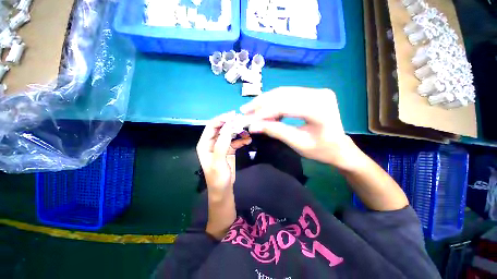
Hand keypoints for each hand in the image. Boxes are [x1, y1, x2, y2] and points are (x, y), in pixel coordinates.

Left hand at [196, 112, 251, 238]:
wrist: (223, 190)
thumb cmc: (217, 178)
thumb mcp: (218, 162)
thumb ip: (222, 144)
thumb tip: (228, 128)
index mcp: (205, 144)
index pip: (212, 126)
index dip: (221, 119)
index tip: (233, 115)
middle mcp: (212, 143)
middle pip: (221, 128)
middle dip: (231, 124)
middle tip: (242, 121)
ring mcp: (221, 146)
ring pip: (229, 134)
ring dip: (238, 131)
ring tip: (247, 131)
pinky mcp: (229, 150)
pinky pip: (235, 141)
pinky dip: (241, 140)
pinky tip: (248, 140)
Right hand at [240, 87, 359, 170]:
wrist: (339, 147)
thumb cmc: (321, 150)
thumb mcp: (297, 143)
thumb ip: (275, 131)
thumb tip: (253, 126)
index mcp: (320, 109)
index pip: (284, 106)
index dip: (263, 112)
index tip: (247, 119)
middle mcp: (319, 94)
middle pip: (282, 95)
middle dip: (261, 103)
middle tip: (245, 111)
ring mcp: (317, 91)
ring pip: (283, 92)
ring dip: (265, 101)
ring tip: (251, 109)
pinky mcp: (312, 93)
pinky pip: (288, 95)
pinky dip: (274, 102)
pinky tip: (265, 109)